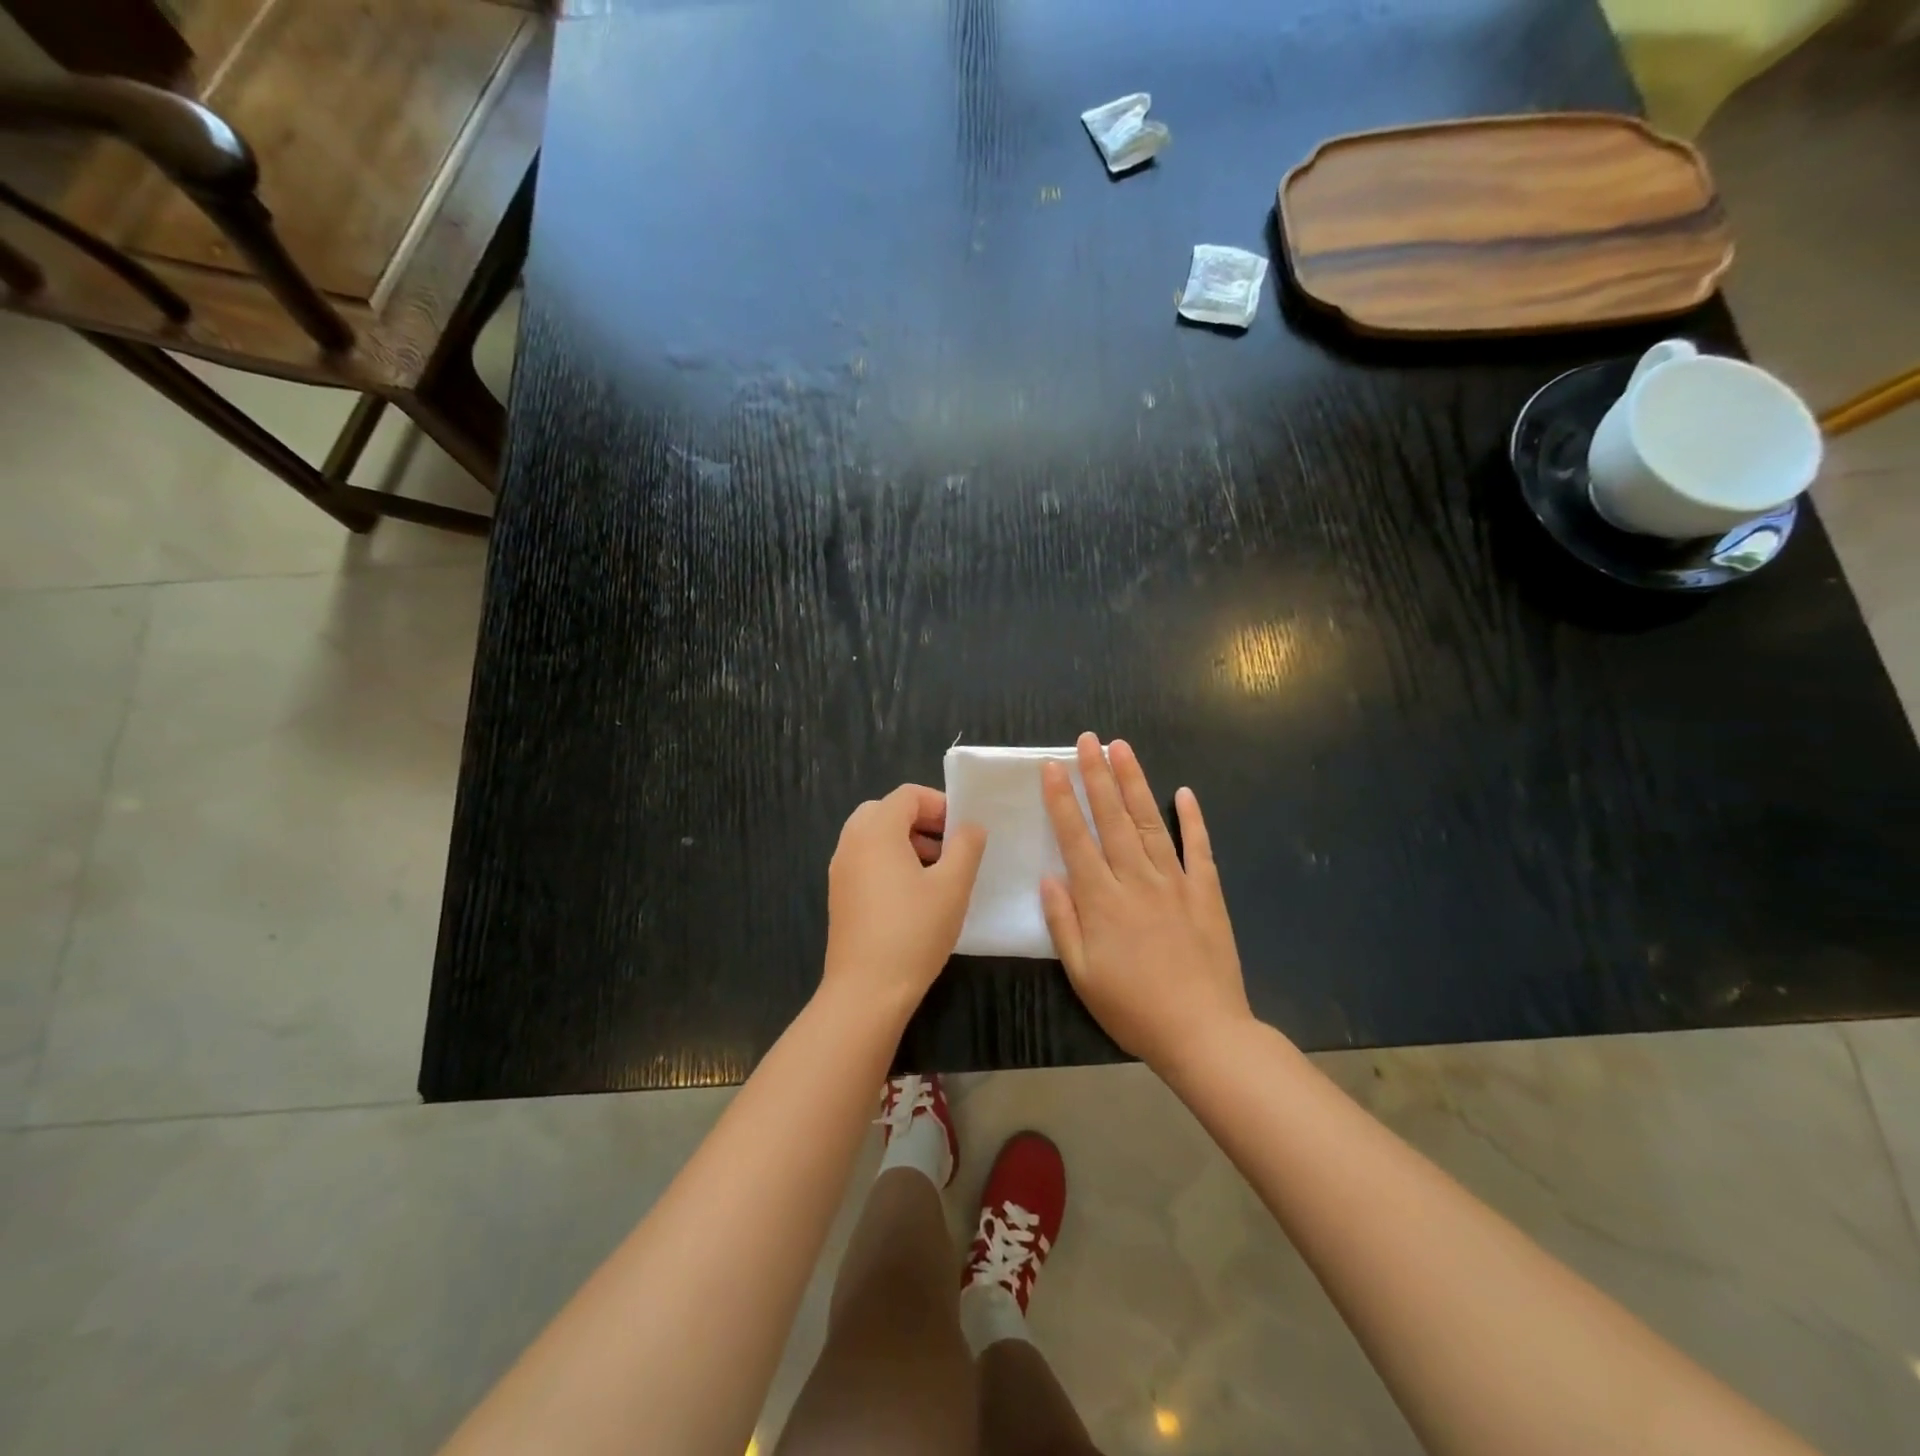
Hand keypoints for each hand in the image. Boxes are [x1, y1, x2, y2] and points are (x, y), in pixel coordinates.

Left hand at [825, 785, 986, 1014]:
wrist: (866, 990)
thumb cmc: (914, 931)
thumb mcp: (953, 885)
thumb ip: (966, 846)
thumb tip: (970, 826)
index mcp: (876, 831)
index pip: (907, 795)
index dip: (939, 804)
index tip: (963, 829)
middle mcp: (851, 842)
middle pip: (886, 811)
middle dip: (921, 821)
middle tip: (949, 845)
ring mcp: (841, 869)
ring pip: (874, 836)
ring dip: (905, 841)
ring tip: (937, 871)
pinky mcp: (840, 895)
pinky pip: (865, 860)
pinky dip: (889, 861)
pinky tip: (914, 894)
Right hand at [1040, 733, 1251, 1071]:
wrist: (1202, 1032)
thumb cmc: (1133, 1008)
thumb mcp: (1082, 974)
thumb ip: (1063, 922)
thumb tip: (1049, 877)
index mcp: (1101, 900)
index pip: (1076, 838)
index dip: (1062, 800)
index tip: (1052, 766)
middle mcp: (1135, 880)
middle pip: (1112, 818)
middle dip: (1097, 775)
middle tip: (1088, 739)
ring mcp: (1175, 883)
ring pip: (1149, 823)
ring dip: (1135, 783)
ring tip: (1122, 749)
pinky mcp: (1206, 893)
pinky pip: (1199, 849)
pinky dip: (1192, 819)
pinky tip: (1184, 793)